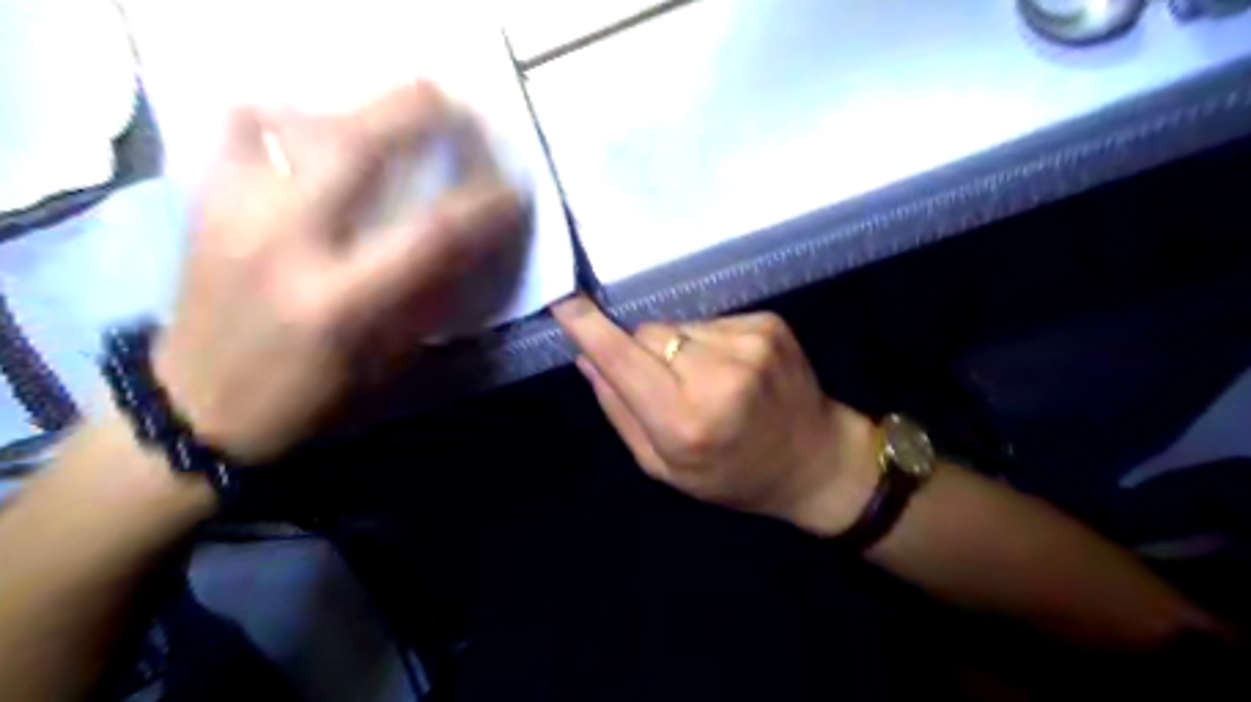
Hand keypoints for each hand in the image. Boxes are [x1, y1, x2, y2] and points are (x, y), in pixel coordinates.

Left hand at [151, 83, 522, 464]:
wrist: (197, 407)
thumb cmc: (309, 397)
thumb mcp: (385, 363)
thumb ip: (426, 300)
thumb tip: (465, 249)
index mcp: (342, 301)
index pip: (433, 234)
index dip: (484, 205)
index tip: (512, 191)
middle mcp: (288, 245)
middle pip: (358, 149)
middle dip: (418, 114)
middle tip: (455, 104)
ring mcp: (238, 215)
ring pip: (298, 125)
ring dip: (359, 106)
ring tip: (395, 107)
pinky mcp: (206, 205)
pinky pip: (239, 132)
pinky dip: (281, 113)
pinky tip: (313, 123)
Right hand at [551, 297, 882, 536]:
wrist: (815, 461)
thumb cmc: (731, 476)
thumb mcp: (664, 466)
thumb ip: (620, 411)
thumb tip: (586, 358)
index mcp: (685, 421)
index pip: (623, 359)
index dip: (589, 329)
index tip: (563, 302)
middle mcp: (718, 375)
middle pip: (647, 334)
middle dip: (643, 352)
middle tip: (669, 385)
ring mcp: (749, 344)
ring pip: (678, 325)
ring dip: (678, 347)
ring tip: (708, 380)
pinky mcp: (768, 324)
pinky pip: (711, 321)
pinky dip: (709, 342)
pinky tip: (732, 369)